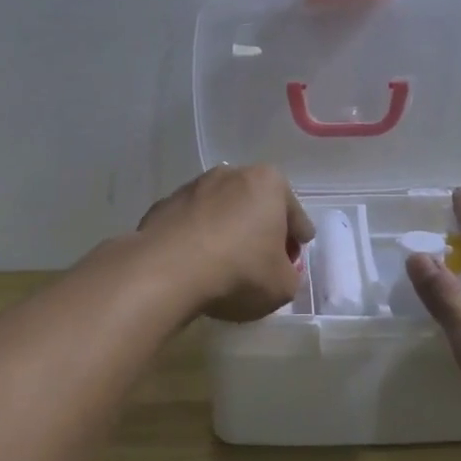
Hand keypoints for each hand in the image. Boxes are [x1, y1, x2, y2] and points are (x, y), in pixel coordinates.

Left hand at [137, 164, 315, 323]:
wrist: (166, 271)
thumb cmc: (238, 271)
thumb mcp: (283, 286)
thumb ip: (289, 275)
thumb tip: (279, 271)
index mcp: (268, 183)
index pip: (294, 213)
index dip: (297, 238)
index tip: (295, 255)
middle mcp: (231, 174)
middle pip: (256, 205)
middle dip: (260, 228)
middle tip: (263, 259)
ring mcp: (193, 187)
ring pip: (221, 211)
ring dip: (226, 230)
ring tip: (225, 263)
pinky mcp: (163, 205)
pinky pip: (191, 224)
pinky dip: (197, 238)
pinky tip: (195, 263)